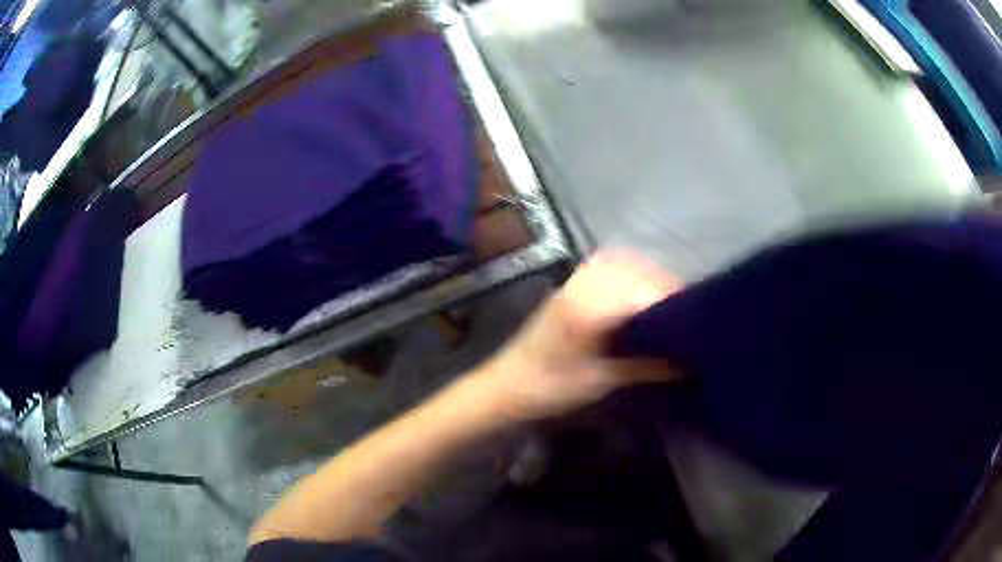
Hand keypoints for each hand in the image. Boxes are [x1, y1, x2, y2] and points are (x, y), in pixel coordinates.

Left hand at [477, 250, 683, 421]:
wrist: (504, 387)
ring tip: (665, 304)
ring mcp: (574, 281)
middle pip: (637, 272)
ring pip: (622, 264)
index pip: (646, 292)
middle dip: (665, 289)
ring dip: (647, 278)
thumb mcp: (602, 380)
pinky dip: (626, 272)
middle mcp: (584, 284)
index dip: (675, 302)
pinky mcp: (568, 286)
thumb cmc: (551, 388)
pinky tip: (636, 292)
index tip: (696, 318)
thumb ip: (648, 366)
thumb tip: (690, 362)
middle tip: (686, 314)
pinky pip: (604, 266)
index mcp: (592, 306)